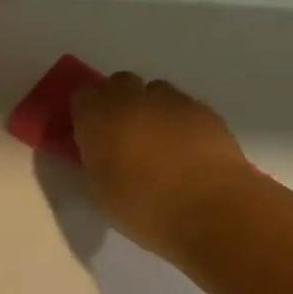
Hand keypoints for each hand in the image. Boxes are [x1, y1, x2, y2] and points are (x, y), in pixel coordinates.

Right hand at [71, 73, 255, 261]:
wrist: (210, 210)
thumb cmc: (144, 209)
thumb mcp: (100, 194)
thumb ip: (95, 164)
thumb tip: (99, 154)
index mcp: (97, 119)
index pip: (82, 96)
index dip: (87, 112)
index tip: (91, 132)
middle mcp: (130, 100)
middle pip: (119, 83)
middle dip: (120, 101)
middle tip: (125, 134)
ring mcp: (170, 101)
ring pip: (155, 91)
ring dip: (152, 108)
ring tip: (161, 141)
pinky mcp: (204, 110)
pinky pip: (185, 105)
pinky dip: (182, 120)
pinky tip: (189, 149)